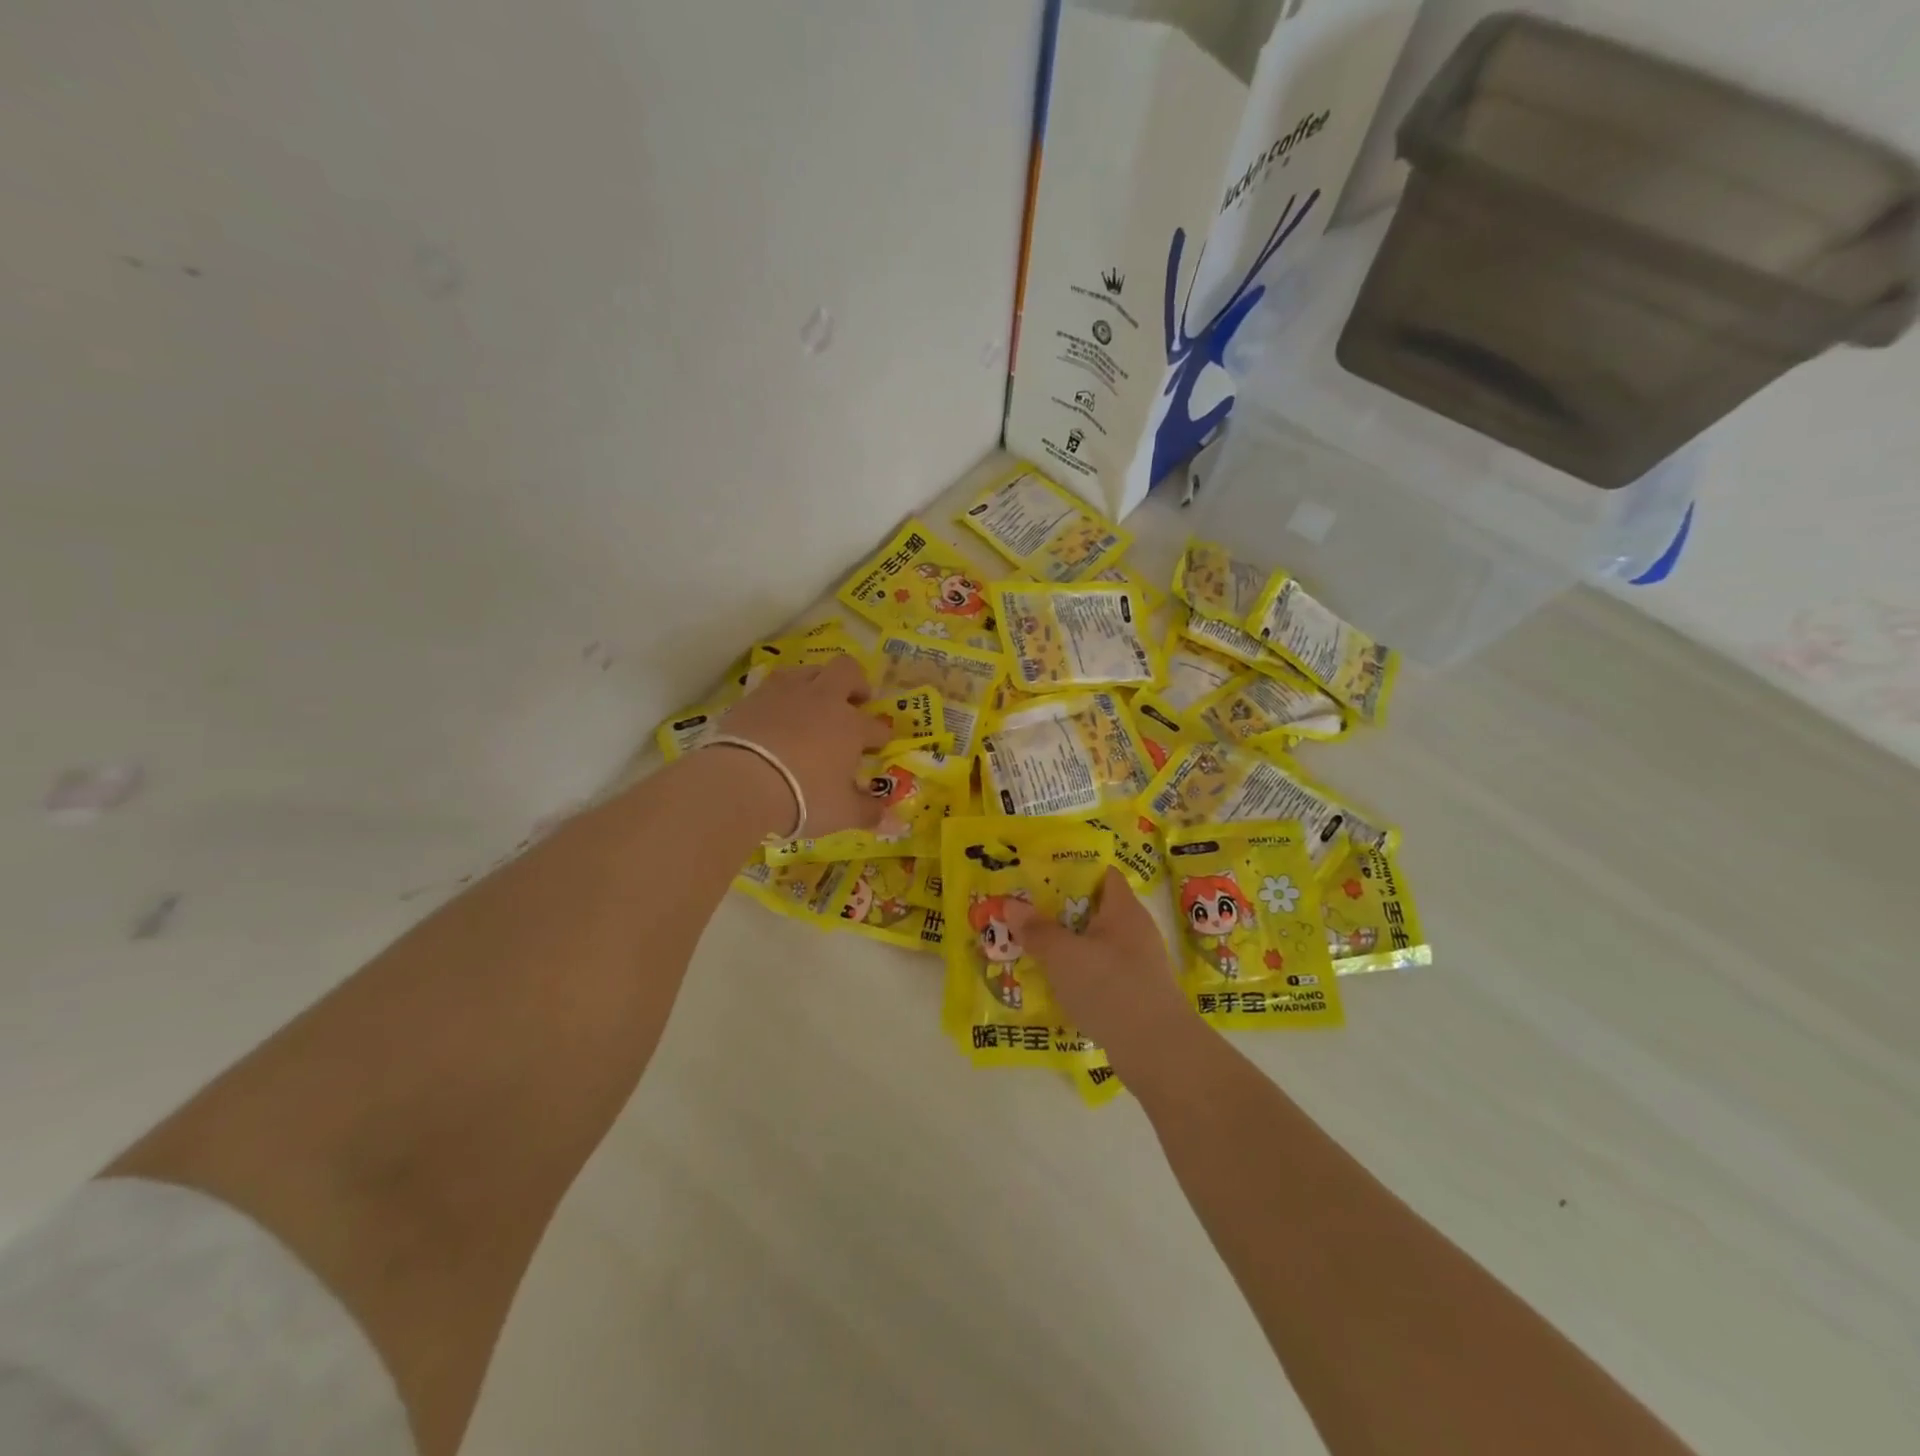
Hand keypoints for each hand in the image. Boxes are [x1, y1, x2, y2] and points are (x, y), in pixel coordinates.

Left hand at [715, 653, 891, 836]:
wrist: (742, 782)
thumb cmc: (803, 797)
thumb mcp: (842, 813)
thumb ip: (868, 812)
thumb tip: (892, 821)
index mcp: (851, 726)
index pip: (877, 727)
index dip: (881, 737)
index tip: (877, 747)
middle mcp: (823, 700)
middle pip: (847, 671)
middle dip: (856, 683)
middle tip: (856, 702)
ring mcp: (786, 693)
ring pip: (809, 671)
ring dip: (818, 682)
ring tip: (814, 703)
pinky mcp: (753, 697)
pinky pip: (774, 685)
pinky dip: (782, 696)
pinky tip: (778, 714)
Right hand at [1006, 868, 1195, 1065]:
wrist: (1157, 1050)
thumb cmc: (1110, 987)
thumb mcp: (1063, 955)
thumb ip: (1037, 930)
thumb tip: (1010, 905)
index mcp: (1124, 909)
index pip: (1103, 873)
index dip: (1073, 869)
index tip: (1041, 874)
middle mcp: (1135, 930)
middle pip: (1096, 908)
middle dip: (1061, 910)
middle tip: (1026, 911)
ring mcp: (1138, 963)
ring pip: (1096, 943)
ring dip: (1068, 944)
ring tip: (1032, 946)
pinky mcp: (1135, 993)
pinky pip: (1101, 972)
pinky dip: (1079, 973)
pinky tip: (1055, 984)